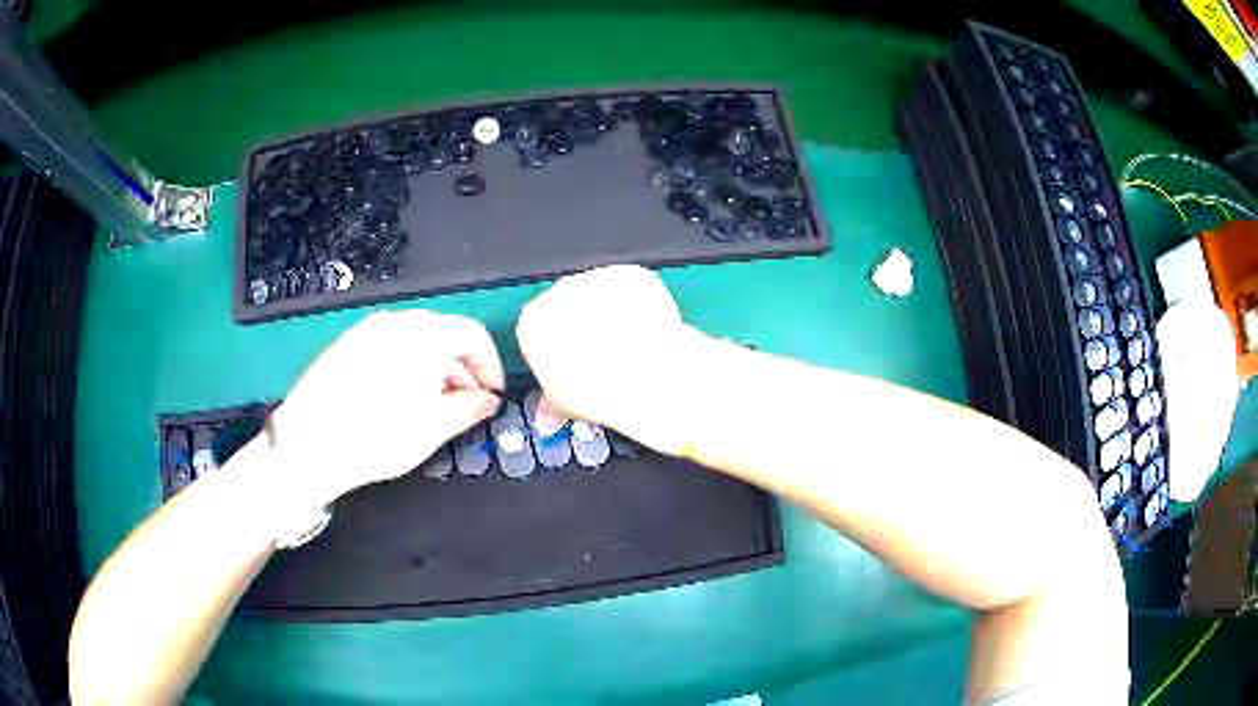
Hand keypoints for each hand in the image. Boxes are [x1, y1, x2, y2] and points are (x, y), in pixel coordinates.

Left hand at [269, 309, 503, 505]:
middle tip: (465, 404)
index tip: (491, 394)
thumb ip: (470, 408)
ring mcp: (368, 330)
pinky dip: (406, 365)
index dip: (490, 365)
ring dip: (435, 367)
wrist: (309, 443)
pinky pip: (389, 346)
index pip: (473, 334)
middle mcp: (397, 322)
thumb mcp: (434, 428)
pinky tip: (398, 399)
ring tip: (432, 406)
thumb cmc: (377, 436)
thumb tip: (487, 399)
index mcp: (425, 335)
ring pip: (416, 340)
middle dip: (462, 368)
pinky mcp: (347, 344)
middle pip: (444, 333)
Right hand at [516, 265, 701, 453]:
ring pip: (601, 295)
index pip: (537, 331)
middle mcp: (559, 293)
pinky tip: (646, 331)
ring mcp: (596, 279)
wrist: (646, 377)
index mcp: (532, 323)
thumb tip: (548, 415)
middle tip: (602, 357)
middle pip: (567, 307)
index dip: (556, 349)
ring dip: (611, 314)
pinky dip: (640, 304)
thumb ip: (551, 404)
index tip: (570, 363)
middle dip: (583, 328)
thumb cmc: (602, 390)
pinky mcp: (629, 275)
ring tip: (629, 347)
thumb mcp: (564, 406)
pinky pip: (632, 287)